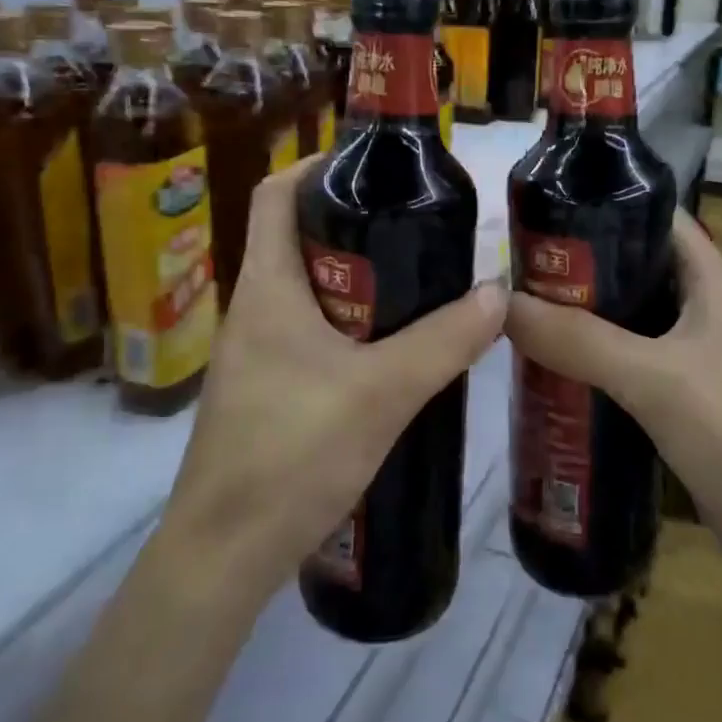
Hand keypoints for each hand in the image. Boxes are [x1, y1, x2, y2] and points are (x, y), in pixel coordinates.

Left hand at [159, 161, 507, 602]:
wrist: (224, 555)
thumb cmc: (292, 454)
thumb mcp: (383, 392)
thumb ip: (444, 341)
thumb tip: (498, 293)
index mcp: (267, 287)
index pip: (276, 195)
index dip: (316, 166)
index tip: (373, 167)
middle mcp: (254, 309)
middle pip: (299, 240)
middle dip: (356, 227)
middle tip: (419, 229)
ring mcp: (256, 354)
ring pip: (310, 292)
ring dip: (359, 283)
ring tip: (419, 284)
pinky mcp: (267, 391)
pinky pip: (311, 335)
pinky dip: (351, 327)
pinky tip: (394, 352)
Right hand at [504, 210, 721, 551]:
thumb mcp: (653, 378)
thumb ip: (579, 340)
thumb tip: (504, 304)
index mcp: (713, 283)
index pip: (657, 219)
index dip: (606, 207)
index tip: (546, 215)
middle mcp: (707, 310)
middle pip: (636, 270)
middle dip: (581, 270)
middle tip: (519, 273)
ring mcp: (699, 356)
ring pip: (631, 320)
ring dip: (585, 319)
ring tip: (525, 316)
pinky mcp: (688, 398)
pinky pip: (633, 364)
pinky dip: (597, 361)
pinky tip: (555, 371)